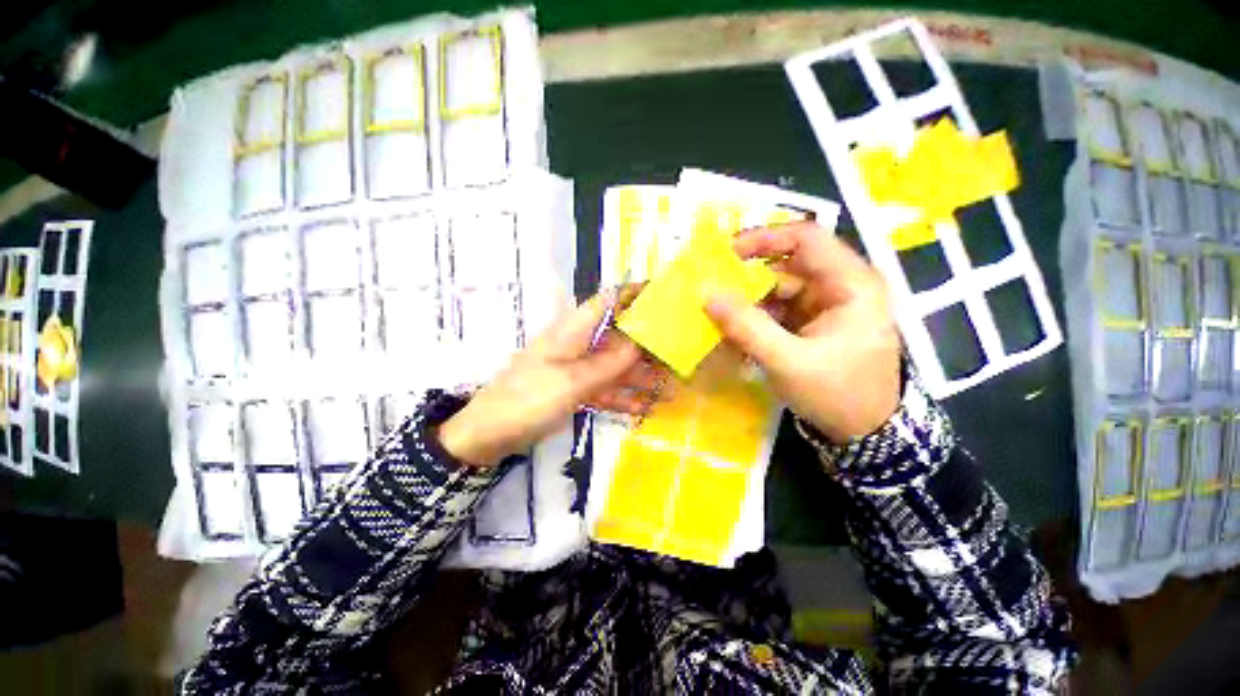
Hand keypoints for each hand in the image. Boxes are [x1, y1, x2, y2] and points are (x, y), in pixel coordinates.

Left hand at [438, 293, 664, 466]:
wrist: (489, 435)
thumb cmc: (527, 400)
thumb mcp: (572, 382)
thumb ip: (609, 364)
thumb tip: (641, 343)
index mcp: (573, 330)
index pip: (608, 301)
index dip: (634, 294)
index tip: (665, 296)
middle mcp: (578, 344)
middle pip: (618, 337)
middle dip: (647, 346)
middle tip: (679, 357)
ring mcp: (576, 368)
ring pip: (615, 365)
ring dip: (640, 377)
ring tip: (671, 389)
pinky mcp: (574, 389)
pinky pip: (605, 388)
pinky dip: (623, 397)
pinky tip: (645, 408)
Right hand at [704, 222, 900, 442]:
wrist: (865, 434)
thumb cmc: (838, 394)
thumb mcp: (788, 362)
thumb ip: (747, 327)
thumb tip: (707, 295)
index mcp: (850, 283)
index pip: (806, 238)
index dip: (764, 238)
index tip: (726, 253)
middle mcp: (840, 285)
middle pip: (787, 264)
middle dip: (747, 276)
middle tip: (711, 288)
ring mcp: (825, 304)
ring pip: (777, 288)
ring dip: (747, 301)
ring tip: (717, 315)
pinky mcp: (812, 322)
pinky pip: (777, 309)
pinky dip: (754, 318)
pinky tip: (734, 332)